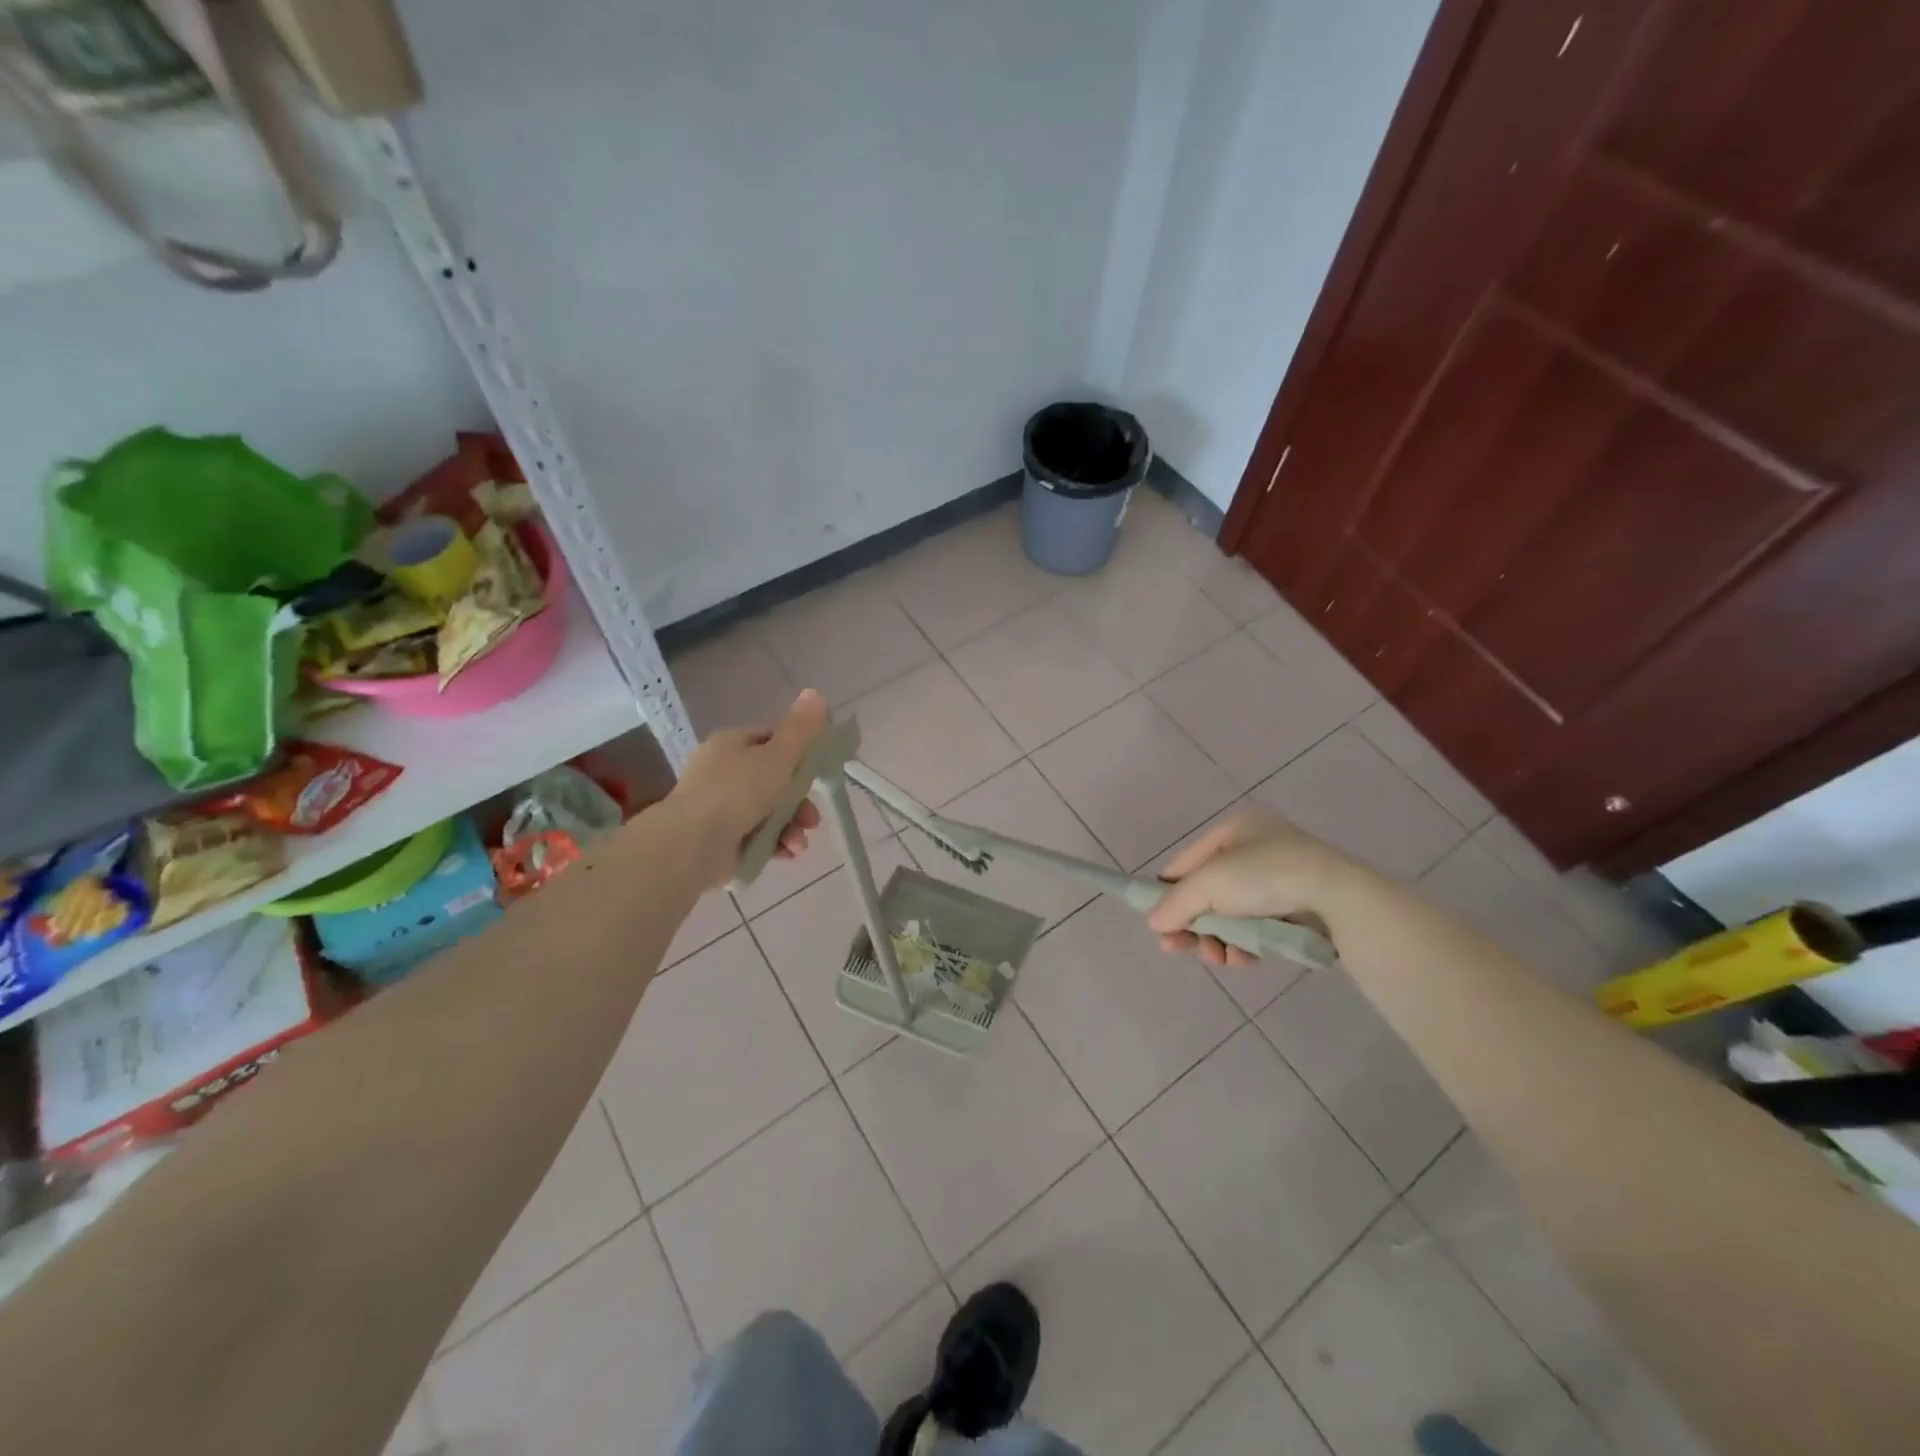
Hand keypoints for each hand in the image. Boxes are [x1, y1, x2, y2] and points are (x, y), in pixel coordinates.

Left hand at [669, 689, 828, 885]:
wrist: (691, 843)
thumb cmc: (737, 791)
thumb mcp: (778, 756)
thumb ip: (801, 729)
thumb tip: (816, 692)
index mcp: (732, 743)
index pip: (773, 740)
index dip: (799, 755)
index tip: (817, 774)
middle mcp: (723, 771)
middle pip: (775, 780)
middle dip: (800, 802)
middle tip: (812, 819)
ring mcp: (719, 806)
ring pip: (769, 811)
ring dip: (791, 827)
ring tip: (798, 844)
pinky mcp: (720, 837)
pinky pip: (757, 836)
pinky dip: (775, 844)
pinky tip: (787, 853)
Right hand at [1146, 809, 1356, 967]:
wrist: (1341, 900)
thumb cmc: (1267, 877)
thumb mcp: (1210, 884)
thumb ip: (1176, 903)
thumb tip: (1154, 923)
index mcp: (1236, 829)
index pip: (1187, 862)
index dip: (1169, 892)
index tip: (1158, 923)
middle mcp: (1258, 848)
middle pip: (1208, 891)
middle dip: (1193, 922)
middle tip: (1178, 948)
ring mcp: (1281, 879)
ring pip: (1232, 914)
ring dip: (1218, 938)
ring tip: (1217, 958)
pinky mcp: (1299, 909)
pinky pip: (1259, 926)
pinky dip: (1246, 944)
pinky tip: (1242, 959)